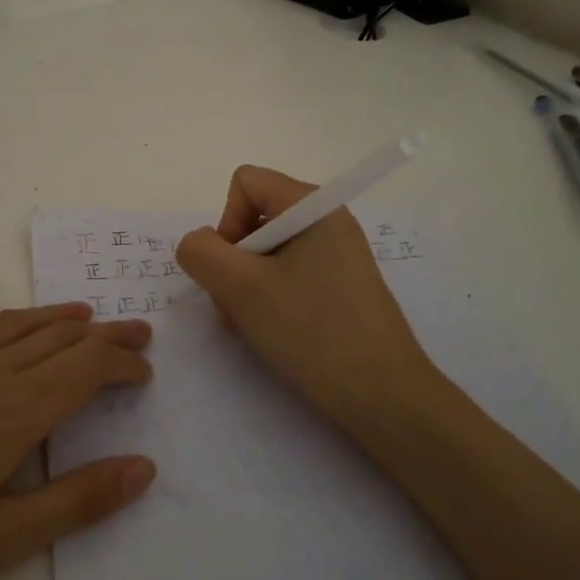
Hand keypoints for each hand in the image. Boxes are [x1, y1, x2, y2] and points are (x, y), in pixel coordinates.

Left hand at [0, 292, 154, 579]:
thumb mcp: (2, 541)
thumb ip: (77, 501)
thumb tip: (144, 468)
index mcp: (13, 413)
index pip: (84, 369)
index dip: (121, 363)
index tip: (145, 371)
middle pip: (55, 340)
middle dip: (101, 334)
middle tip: (136, 330)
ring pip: (8, 327)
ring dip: (50, 317)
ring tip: (81, 314)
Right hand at [175, 166, 440, 437]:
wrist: (382, 396)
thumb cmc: (312, 331)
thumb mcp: (242, 288)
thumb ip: (202, 253)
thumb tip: (198, 245)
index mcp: (314, 205)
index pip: (246, 183)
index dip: (227, 222)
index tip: (235, 269)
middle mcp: (328, 220)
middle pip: (255, 217)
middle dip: (234, 260)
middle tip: (238, 305)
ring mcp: (337, 254)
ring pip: (267, 251)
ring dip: (246, 285)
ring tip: (254, 324)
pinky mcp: (340, 286)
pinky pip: (288, 274)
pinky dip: (269, 298)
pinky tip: (274, 331)